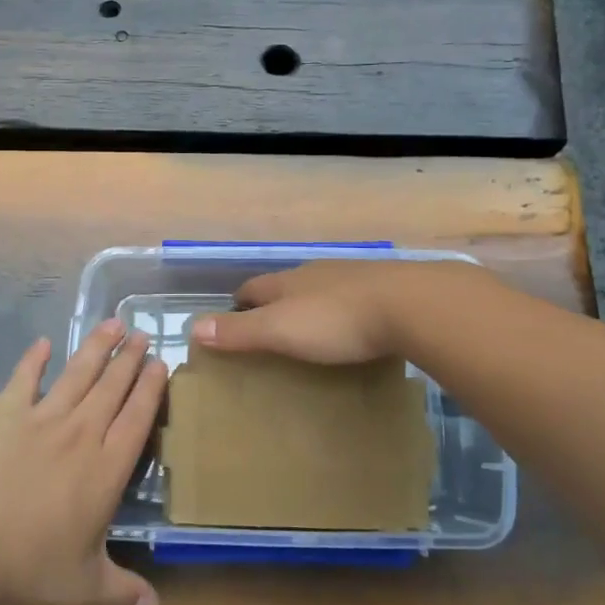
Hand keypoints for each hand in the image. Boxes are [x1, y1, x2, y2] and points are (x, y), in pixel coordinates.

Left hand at [0, 320, 165, 604]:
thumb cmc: (30, 566)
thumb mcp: (85, 585)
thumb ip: (123, 590)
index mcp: (106, 468)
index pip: (137, 417)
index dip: (151, 388)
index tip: (161, 364)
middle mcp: (82, 433)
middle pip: (113, 386)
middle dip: (131, 358)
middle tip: (144, 333)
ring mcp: (43, 418)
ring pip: (78, 373)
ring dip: (97, 347)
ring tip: (113, 323)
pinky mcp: (6, 413)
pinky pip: (24, 379)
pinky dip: (33, 359)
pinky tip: (42, 343)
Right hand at [191, 259, 469, 363]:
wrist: (411, 304)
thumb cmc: (337, 321)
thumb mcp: (281, 330)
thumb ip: (240, 331)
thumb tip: (192, 328)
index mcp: (288, 282)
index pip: (252, 288)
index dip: (238, 304)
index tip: (231, 319)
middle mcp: (316, 273)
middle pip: (285, 286)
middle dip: (273, 303)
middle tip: (269, 329)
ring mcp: (353, 277)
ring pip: (321, 289)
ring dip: (310, 305)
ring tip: (310, 330)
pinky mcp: (385, 288)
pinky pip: (354, 297)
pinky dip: (344, 310)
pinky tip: (353, 326)